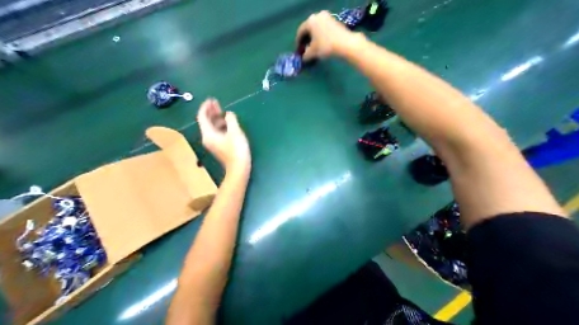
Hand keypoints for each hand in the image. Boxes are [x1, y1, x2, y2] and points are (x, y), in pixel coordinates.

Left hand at [197, 99, 250, 175]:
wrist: (239, 168)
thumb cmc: (237, 150)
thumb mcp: (235, 132)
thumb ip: (231, 120)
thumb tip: (228, 114)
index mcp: (209, 134)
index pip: (202, 117)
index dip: (206, 107)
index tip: (211, 100)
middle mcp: (208, 138)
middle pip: (206, 122)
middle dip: (211, 112)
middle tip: (218, 104)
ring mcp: (213, 143)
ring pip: (212, 127)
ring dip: (217, 119)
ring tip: (224, 113)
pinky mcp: (219, 146)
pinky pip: (217, 132)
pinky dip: (221, 126)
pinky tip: (228, 124)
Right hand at [296, 10, 362, 59]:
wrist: (344, 44)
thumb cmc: (325, 47)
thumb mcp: (312, 53)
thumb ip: (305, 56)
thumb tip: (303, 58)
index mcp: (310, 21)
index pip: (300, 31)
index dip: (297, 42)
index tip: (298, 51)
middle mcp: (318, 15)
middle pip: (308, 29)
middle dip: (305, 40)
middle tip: (304, 49)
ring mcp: (327, 17)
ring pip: (316, 29)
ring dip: (313, 39)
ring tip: (313, 48)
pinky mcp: (334, 21)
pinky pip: (323, 29)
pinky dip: (319, 37)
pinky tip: (320, 45)